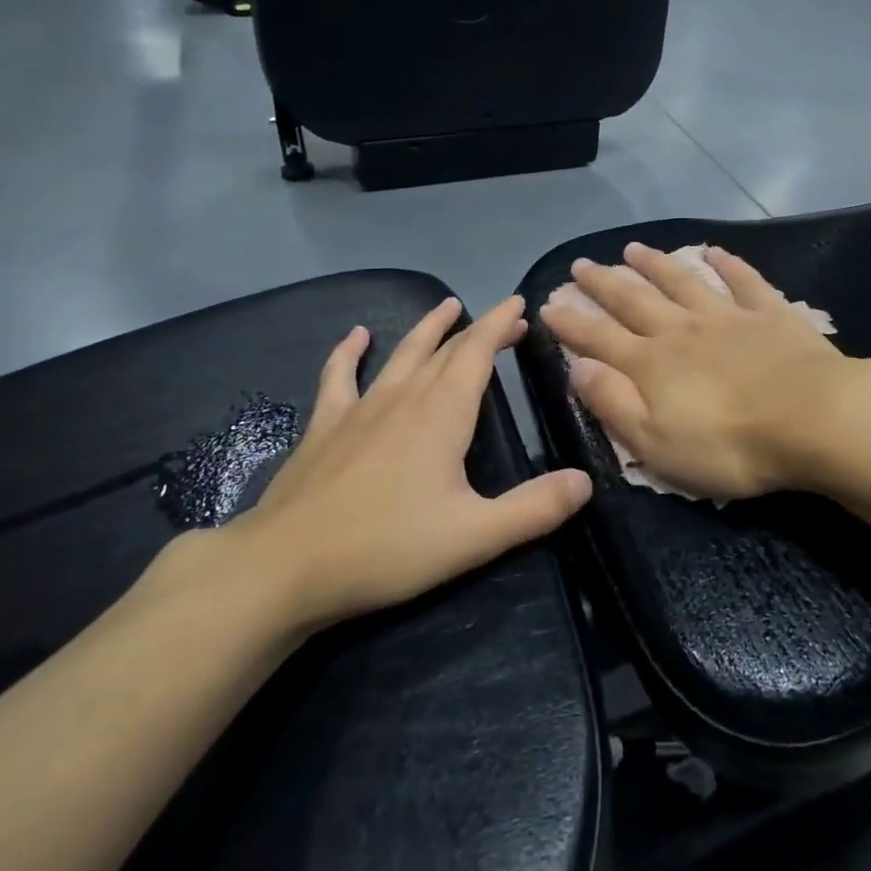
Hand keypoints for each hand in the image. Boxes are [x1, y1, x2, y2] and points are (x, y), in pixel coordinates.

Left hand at [200, 295, 592, 642]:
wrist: (285, 566)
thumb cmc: (386, 548)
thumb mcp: (474, 536)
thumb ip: (534, 508)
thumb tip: (585, 481)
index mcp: (443, 414)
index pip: (478, 353)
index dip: (500, 325)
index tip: (519, 304)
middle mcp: (405, 396)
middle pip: (448, 349)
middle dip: (479, 329)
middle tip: (504, 319)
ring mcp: (360, 407)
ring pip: (402, 353)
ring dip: (428, 328)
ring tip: (445, 306)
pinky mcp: (325, 425)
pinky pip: (338, 376)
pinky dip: (349, 352)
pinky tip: (356, 336)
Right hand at [539, 243, 870, 500]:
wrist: (814, 419)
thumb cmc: (730, 445)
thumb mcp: (655, 443)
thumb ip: (613, 403)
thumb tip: (577, 367)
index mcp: (652, 364)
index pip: (598, 338)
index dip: (571, 322)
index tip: (547, 303)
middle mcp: (682, 330)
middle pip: (634, 301)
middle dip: (603, 283)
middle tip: (580, 264)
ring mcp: (727, 316)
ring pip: (681, 282)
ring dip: (655, 265)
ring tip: (633, 249)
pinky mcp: (769, 314)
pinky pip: (743, 281)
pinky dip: (727, 264)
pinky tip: (714, 251)